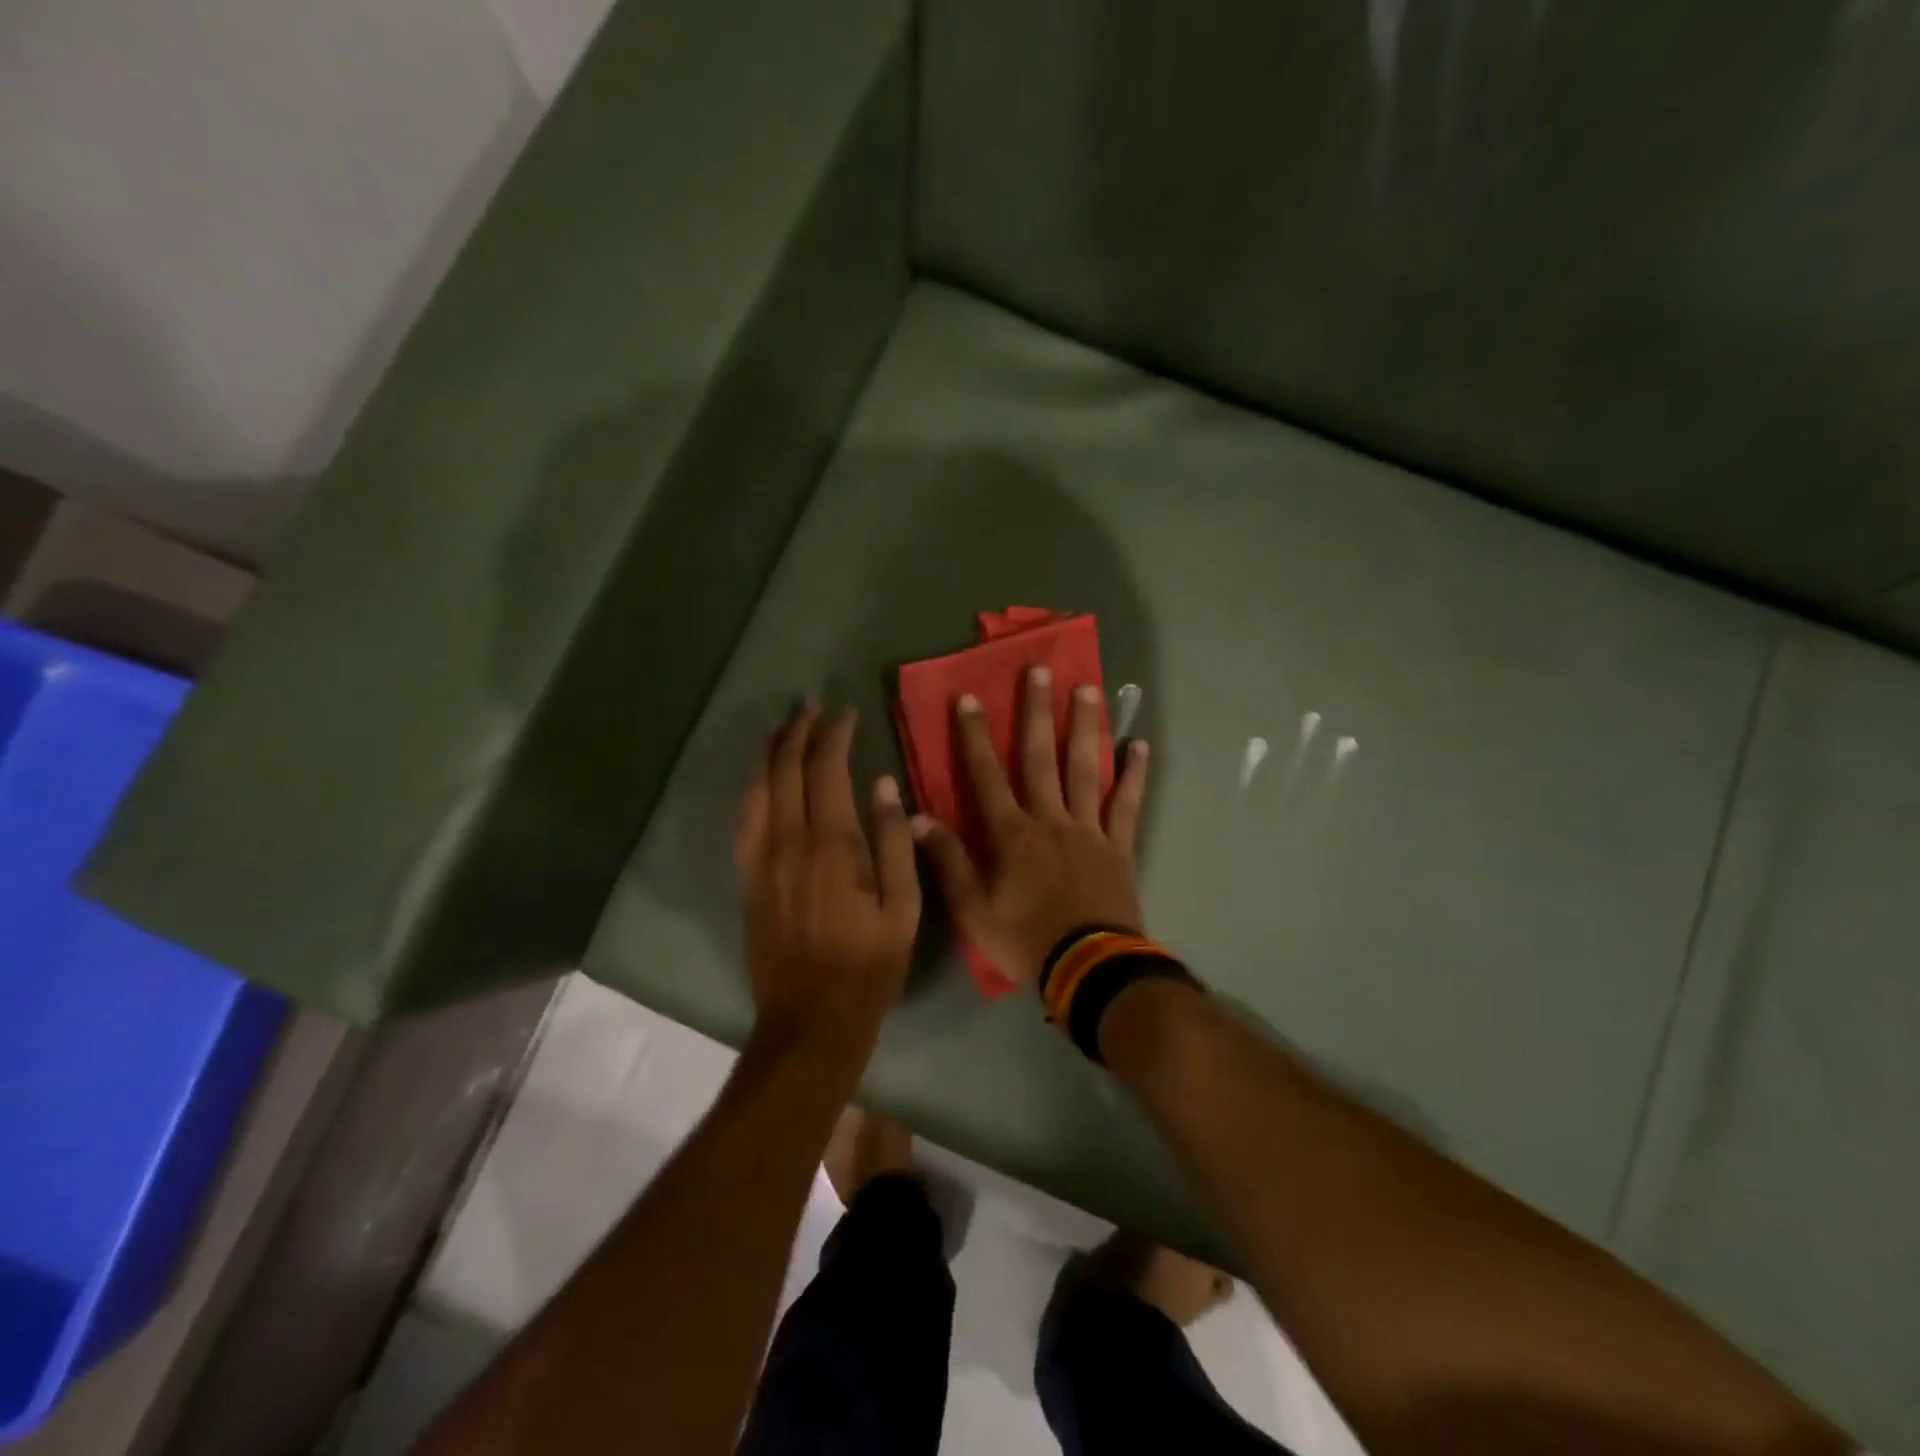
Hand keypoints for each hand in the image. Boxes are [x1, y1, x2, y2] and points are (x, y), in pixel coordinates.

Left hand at [734, 704, 921, 1045]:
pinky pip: (743, 819)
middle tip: (810, 704)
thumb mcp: (903, 908)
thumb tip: (883, 785)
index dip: (835, 734)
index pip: (827, 770)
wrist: (810, 1019)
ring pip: (757, 789)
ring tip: (783, 727)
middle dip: (798, 730)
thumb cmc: (869, 966)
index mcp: (831, 845)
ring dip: (770, 752)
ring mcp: (760, 860)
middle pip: (785, 770)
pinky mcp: (746, 879)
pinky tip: (760, 779)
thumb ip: (895, 842)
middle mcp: (788, 842)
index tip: (847, 712)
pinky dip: (752, 788)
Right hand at [912, 668, 1149, 986]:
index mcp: (1012, 834)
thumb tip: (916, 818)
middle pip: (1041, 757)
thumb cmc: (1025, 940)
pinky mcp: (1119, 846)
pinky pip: (1127, 804)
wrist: (1089, 968)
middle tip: (1039, 670)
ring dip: (1085, 727)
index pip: (987, 775)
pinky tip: (1139, 745)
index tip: (969, 698)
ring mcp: (1089, 829)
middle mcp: (1050, 819)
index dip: (975, 736)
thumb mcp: (972, 910)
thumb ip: (948, 861)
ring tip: (1089, 689)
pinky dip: (1133, 775)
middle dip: (1037, 712)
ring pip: (1085, 769)